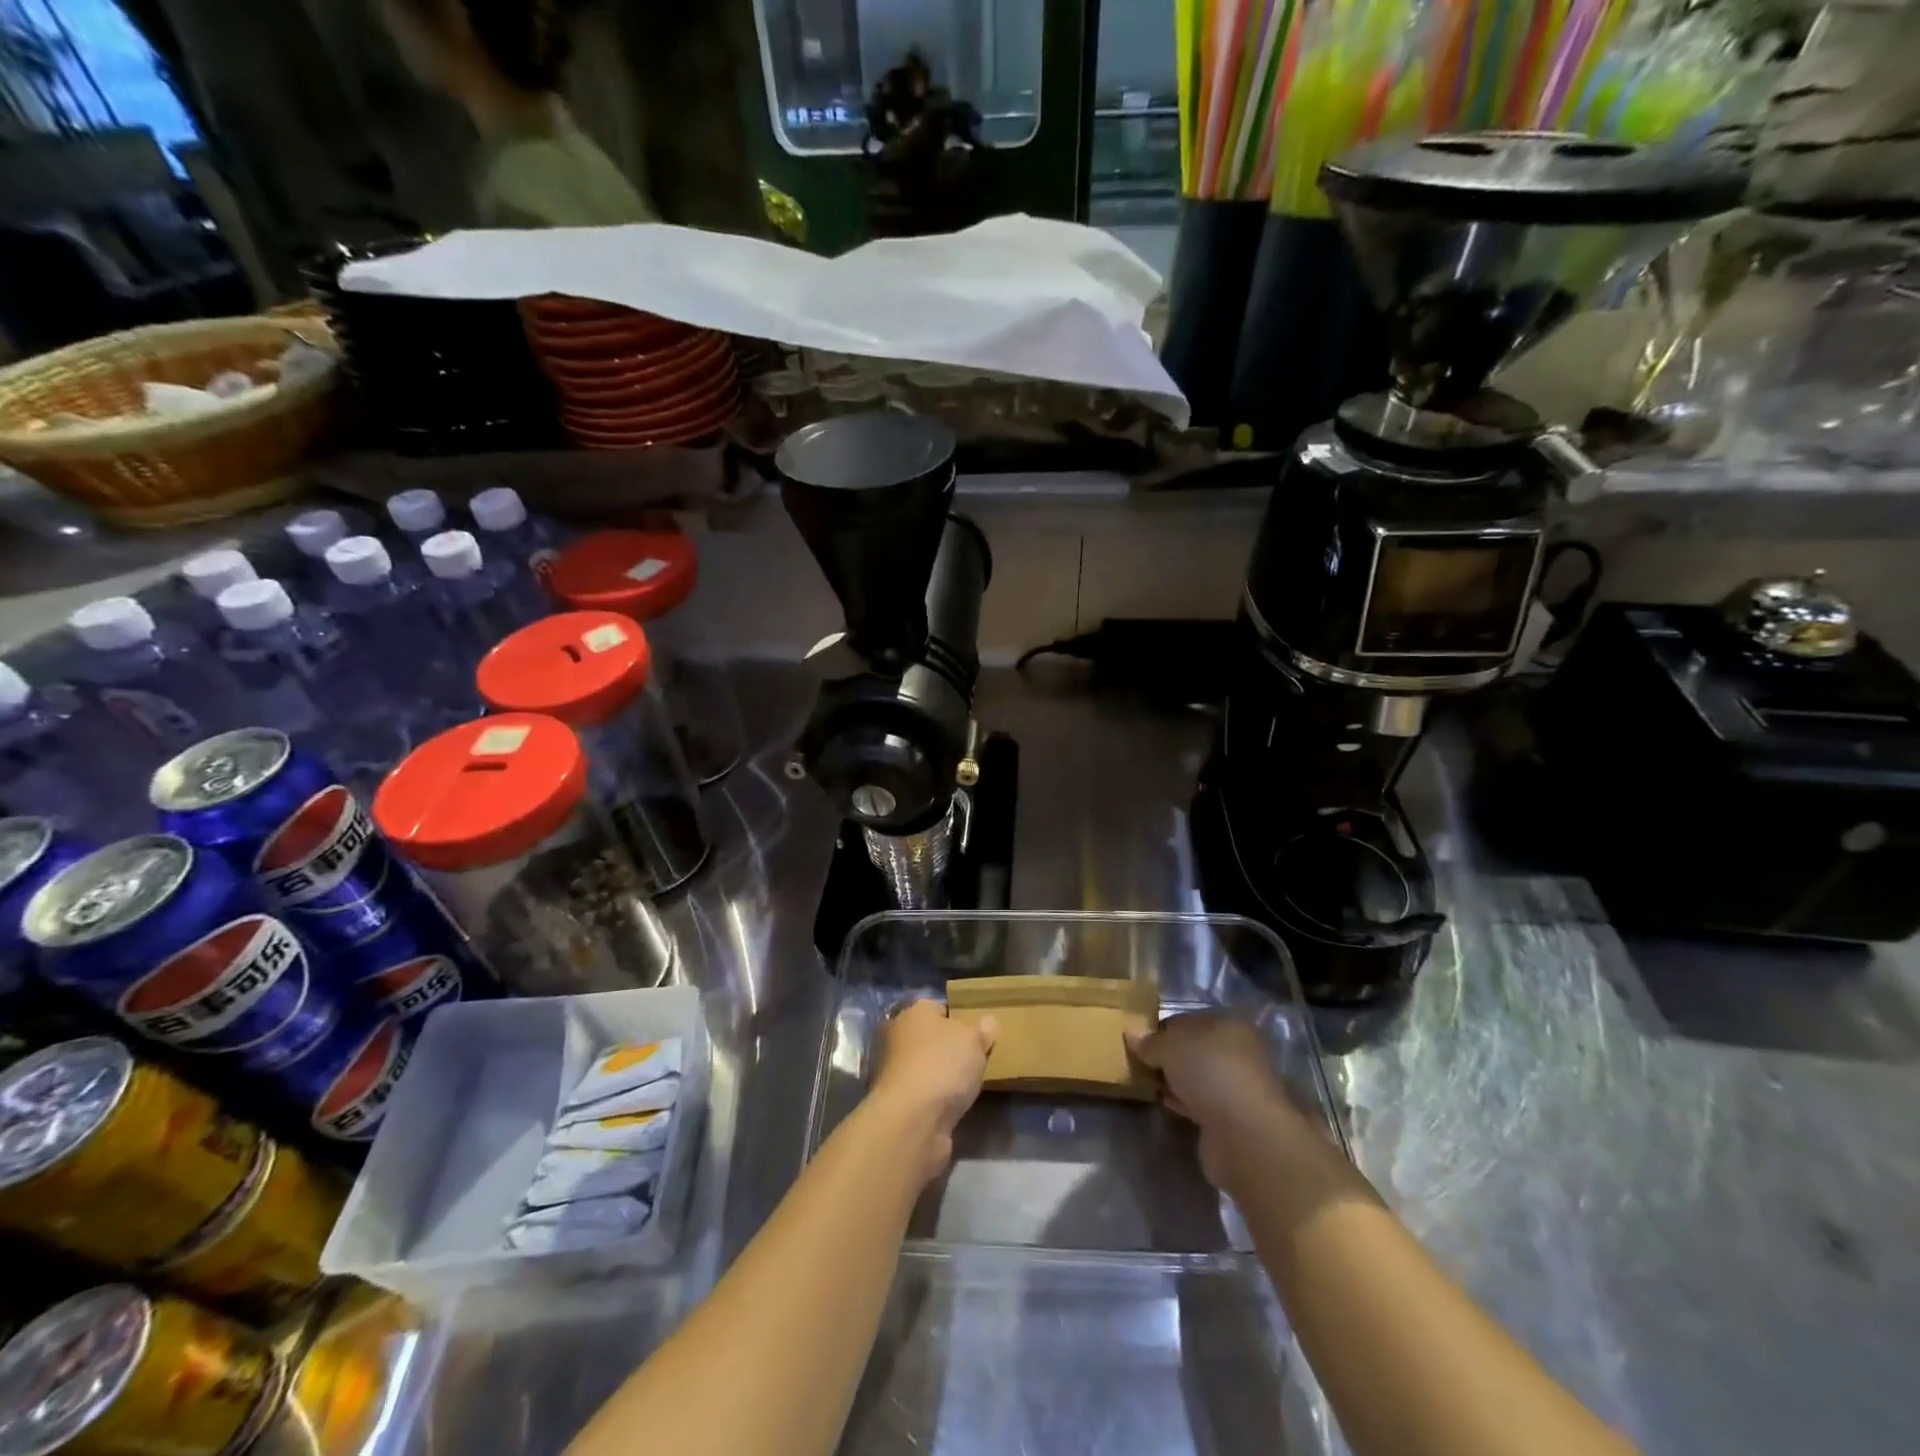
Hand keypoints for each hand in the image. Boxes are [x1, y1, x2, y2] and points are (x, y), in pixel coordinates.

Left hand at [870, 999, 995, 1182]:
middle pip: (931, 1038)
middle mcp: (898, 1037)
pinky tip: (956, 1105)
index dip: (960, 1018)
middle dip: (951, 1048)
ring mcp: (895, 1072)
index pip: (938, 1007)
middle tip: (978, 1058)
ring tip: (971, 1085)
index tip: (979, 1032)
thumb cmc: (942, 1065)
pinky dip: (938, 1099)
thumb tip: (988, 1021)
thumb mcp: (973, 1040)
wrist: (912, 1121)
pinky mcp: (899, 1103)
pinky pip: (925, 1093)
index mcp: (913, 1012)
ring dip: (943, 1076)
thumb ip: (982, 1030)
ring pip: (927, 1067)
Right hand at [1127, 1013, 1316, 1188]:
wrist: (1244, 1134)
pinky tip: (1164, 1103)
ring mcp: (1236, 1087)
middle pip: (1193, 1049)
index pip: (1187, 1020)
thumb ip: (1151, 1041)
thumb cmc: (1210, 1072)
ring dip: (1174, 1081)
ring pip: (1196, 1077)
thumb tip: (1132, 1033)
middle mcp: (1237, 1052)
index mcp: (1229, 1025)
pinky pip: (1199, 1103)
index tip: (1137, 1040)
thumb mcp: (1171, 1045)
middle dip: (1167, 1056)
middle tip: (1138, 1062)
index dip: (1161, 1028)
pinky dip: (1182, 1102)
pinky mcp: (1231, 1118)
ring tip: (1145, 1083)